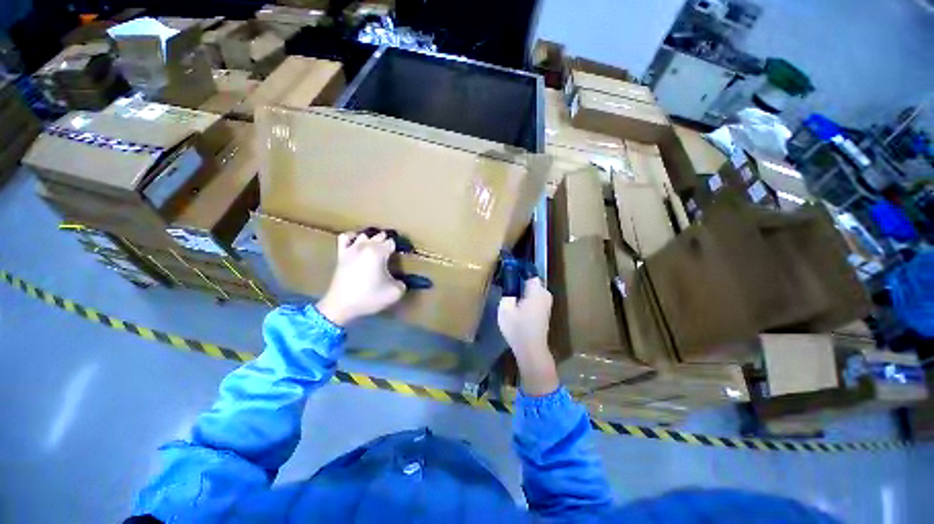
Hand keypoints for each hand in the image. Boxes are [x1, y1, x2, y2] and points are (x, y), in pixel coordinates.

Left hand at [316, 231, 406, 325]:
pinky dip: (353, 237)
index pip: (393, 242)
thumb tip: (400, 280)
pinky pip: (346, 237)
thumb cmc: (369, 298)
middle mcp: (365, 246)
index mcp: (379, 252)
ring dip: (373, 239)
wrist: (341, 306)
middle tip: (393, 255)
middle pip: (380, 236)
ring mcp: (351, 249)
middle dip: (388, 243)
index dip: (400, 249)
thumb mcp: (395, 293)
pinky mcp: (341, 254)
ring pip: (365, 235)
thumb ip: (402, 283)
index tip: (403, 257)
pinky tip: (357, 243)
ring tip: (378, 249)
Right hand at [498, 278, 558, 395]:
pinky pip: (536, 299)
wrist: (531, 350)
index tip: (509, 272)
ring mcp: (547, 304)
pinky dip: (528, 299)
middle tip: (508, 286)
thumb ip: (507, 294)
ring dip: (524, 292)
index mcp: (536, 291)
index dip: (519, 271)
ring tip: (511, 296)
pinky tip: (518, 306)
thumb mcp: (505, 308)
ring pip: (534, 291)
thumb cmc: (517, 328)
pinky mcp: (545, 313)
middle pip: (532, 282)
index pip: (530, 274)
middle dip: (521, 282)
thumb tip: (510, 287)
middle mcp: (545, 295)